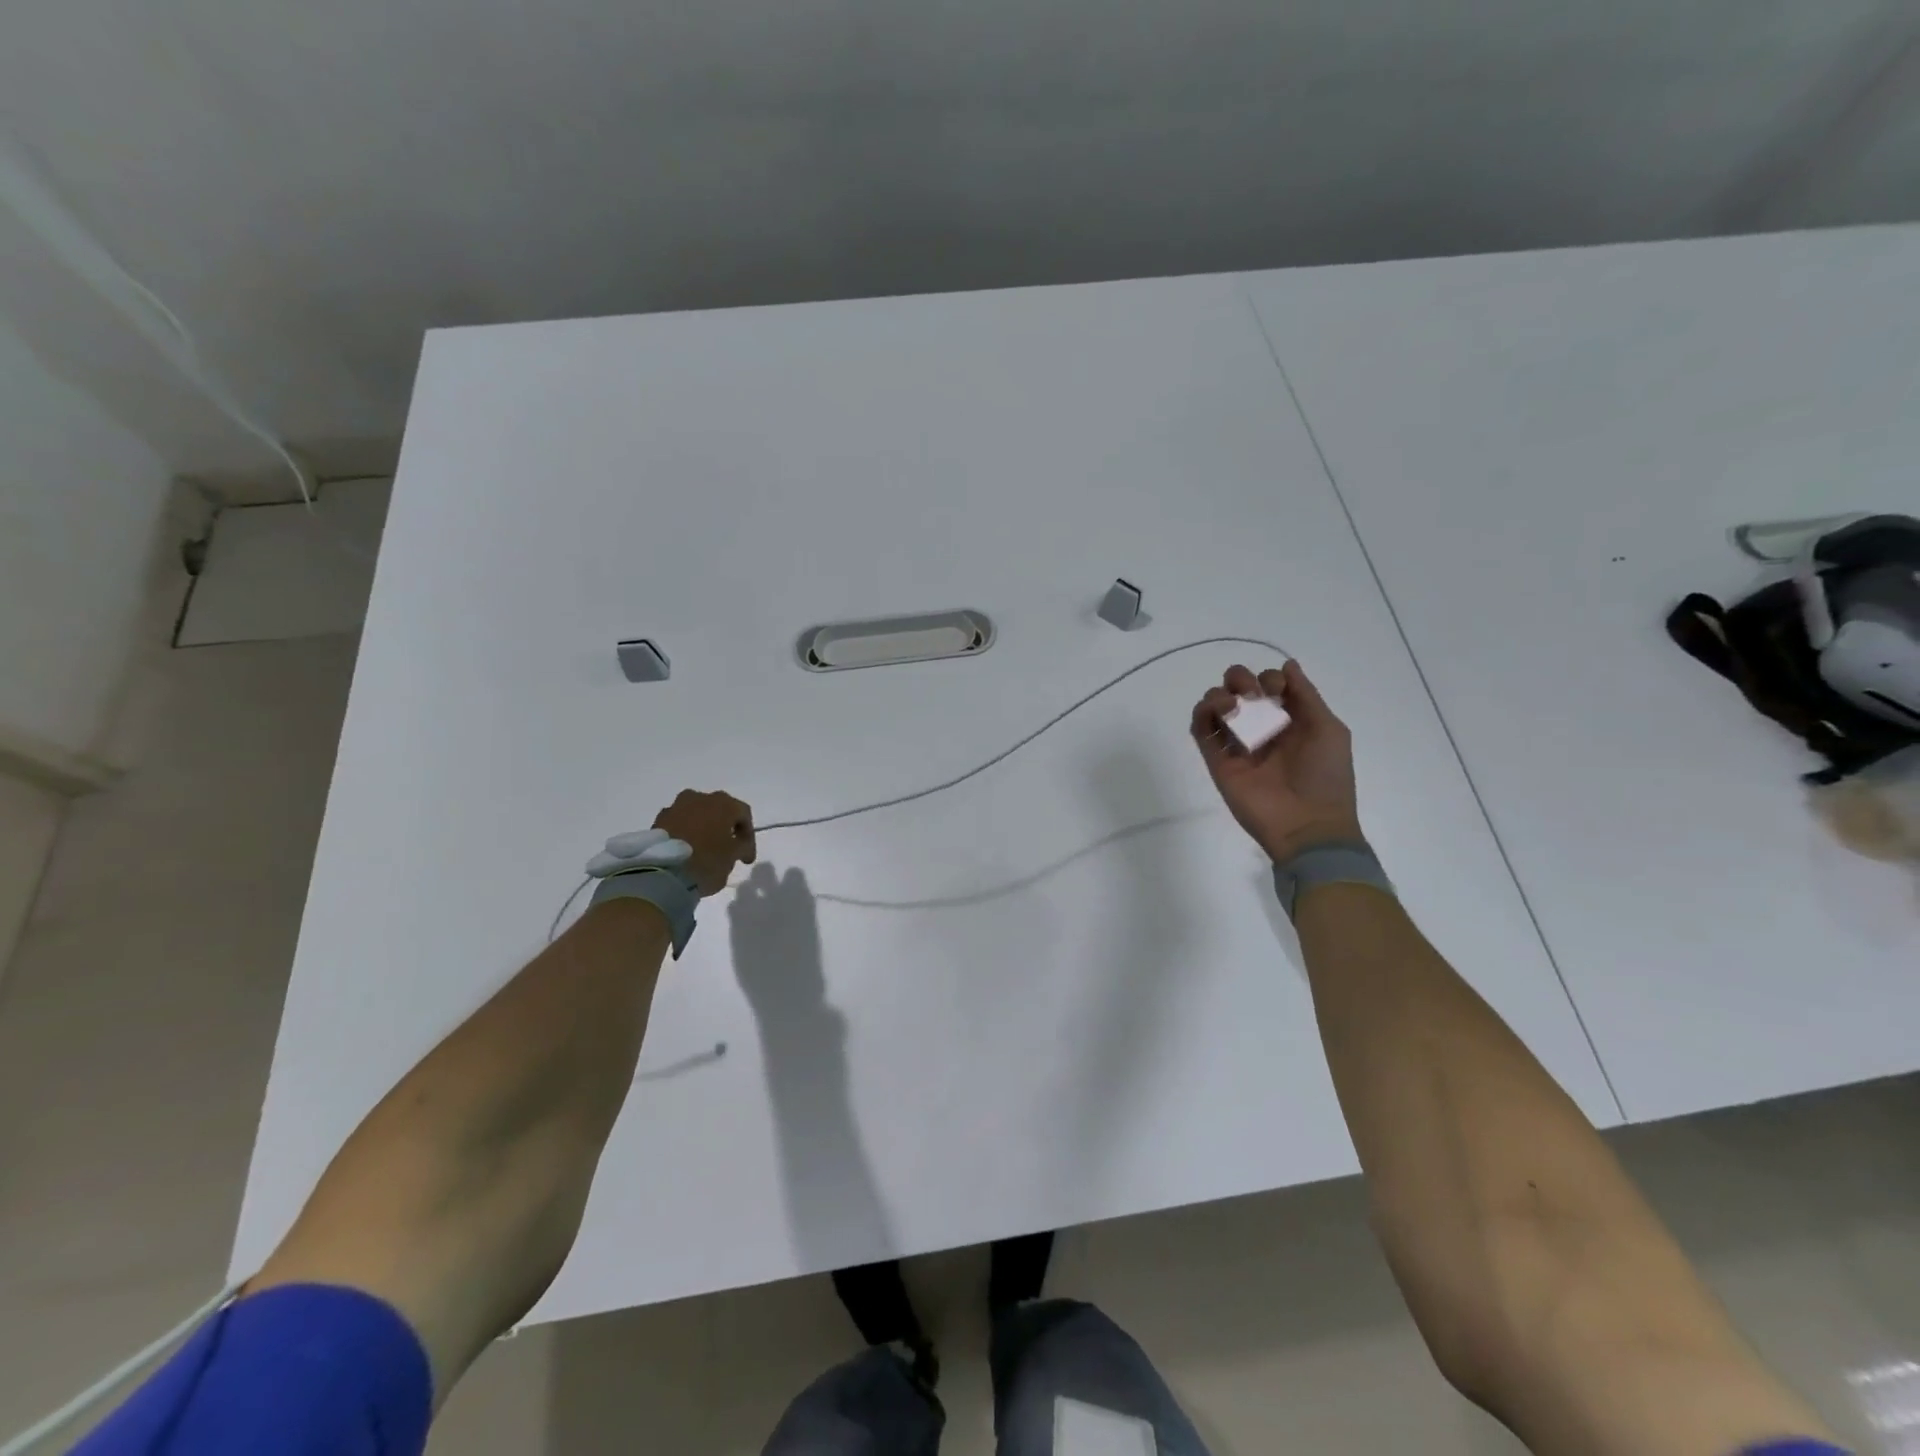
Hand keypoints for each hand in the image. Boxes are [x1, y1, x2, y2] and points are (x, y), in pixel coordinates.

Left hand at [653, 789, 756, 895]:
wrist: (662, 872)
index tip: (746, 857)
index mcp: (723, 803)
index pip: (743, 814)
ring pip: (696, 814)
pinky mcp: (658, 820)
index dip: (749, 836)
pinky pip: (679, 823)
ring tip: (703, 848)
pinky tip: (685, 850)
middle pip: (719, 810)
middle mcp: (700, 798)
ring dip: (703, 827)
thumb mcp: (733, 857)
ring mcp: (676, 807)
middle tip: (727, 848)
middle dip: (725, 827)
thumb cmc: (706, 861)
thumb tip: (740, 845)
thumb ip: (742, 847)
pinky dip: (685, 833)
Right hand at [1191, 661, 1361, 861]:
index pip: (1270, 685)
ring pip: (1215, 704)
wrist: (1306, 823)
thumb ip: (1306, 695)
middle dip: (1241, 679)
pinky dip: (1202, 713)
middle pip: (1238, 689)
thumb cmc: (1325, 776)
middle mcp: (1261, 727)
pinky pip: (1201, 729)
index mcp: (1290, 719)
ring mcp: (1237, 743)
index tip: (1277, 690)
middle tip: (1253, 695)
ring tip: (1234, 707)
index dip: (1270, 678)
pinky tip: (1219, 713)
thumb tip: (1287, 664)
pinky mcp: (1217, 760)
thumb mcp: (1329, 729)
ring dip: (1220, 694)